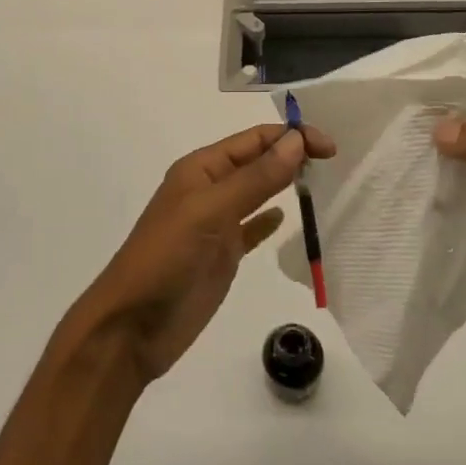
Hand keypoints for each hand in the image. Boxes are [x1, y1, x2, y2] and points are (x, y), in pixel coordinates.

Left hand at [67, 123, 335, 382]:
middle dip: (291, 154)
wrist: (132, 327)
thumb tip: (296, 141)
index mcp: (201, 169)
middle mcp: (209, 189)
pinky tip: (285, 218)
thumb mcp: (211, 211)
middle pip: (257, 161)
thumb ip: (255, 178)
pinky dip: (268, 220)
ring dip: (283, 181)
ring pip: (257, 192)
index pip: (253, 140)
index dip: (290, 137)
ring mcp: (215, 223)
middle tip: (333, 160)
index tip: (330, 147)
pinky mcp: (221, 255)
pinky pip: (251, 228)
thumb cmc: (167, 258)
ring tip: (320, 179)